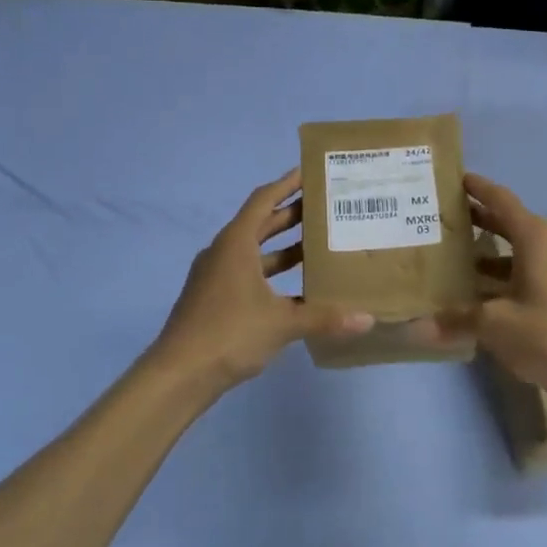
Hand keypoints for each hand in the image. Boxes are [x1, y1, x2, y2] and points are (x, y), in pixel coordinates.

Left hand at [147, 170, 372, 392]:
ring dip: (283, 246)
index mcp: (235, 243)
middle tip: (325, 207)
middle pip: (260, 223)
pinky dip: (272, 273)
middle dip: (291, 214)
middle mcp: (224, 252)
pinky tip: (297, 289)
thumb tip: (367, 319)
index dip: (287, 184)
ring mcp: (216, 276)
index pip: (264, 200)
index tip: (310, 172)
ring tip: (318, 244)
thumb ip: (324, 317)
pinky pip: (248, 273)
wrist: (178, 374)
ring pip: (254, 251)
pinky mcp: (214, 298)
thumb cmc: (229, 333)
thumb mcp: (282, 323)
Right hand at [427, 174, 546, 409]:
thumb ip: (456, 318)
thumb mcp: (495, 324)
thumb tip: (417, 325)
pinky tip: (477, 293)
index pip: (502, 200)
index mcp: (535, 240)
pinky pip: (524, 272)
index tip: (455, 178)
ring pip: (516, 250)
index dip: (479, 187)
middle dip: (479, 217)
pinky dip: (500, 275)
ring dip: (488, 250)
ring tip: (453, 254)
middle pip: (509, 222)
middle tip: (444, 215)